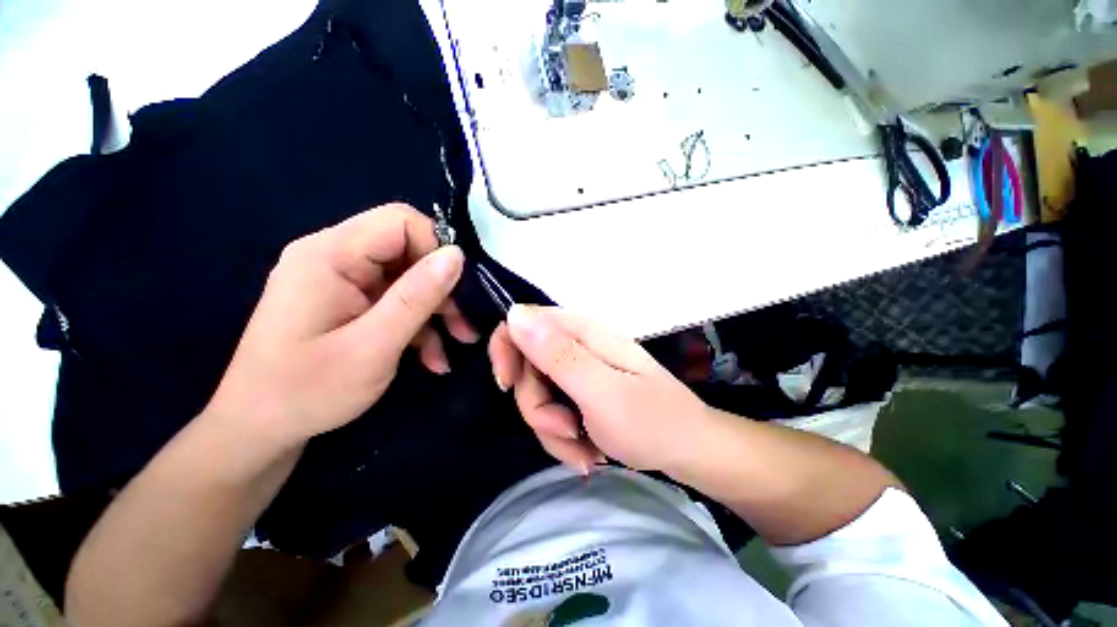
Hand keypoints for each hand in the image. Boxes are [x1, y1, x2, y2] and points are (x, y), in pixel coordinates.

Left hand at [205, 203, 476, 448]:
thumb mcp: (373, 346)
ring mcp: (342, 280)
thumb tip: (457, 255)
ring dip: (437, 311)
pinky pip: (396, 301)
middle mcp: (334, 257)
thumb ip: (416, 297)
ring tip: (457, 343)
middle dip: (443, 287)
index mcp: (329, 255)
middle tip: (464, 324)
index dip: (438, 248)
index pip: (399, 221)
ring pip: (409, 279)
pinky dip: (419, 325)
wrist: (260, 430)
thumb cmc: (308, 391)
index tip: (459, 288)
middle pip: (408, 251)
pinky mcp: (350, 302)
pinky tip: (433, 357)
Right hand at [488, 305, 710, 472]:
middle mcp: (576, 345)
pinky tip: (587, 448)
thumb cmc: (651, 421)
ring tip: (584, 447)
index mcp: (581, 332)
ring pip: (537, 395)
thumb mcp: (601, 392)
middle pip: (526, 366)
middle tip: (566, 430)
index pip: (522, 322)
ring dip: (552, 429)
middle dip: (537, 406)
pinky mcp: (582, 391)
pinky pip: (553, 411)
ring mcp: (579, 369)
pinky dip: (563, 436)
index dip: (506, 350)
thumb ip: (557, 354)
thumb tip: (515, 313)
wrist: (687, 450)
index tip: (507, 386)